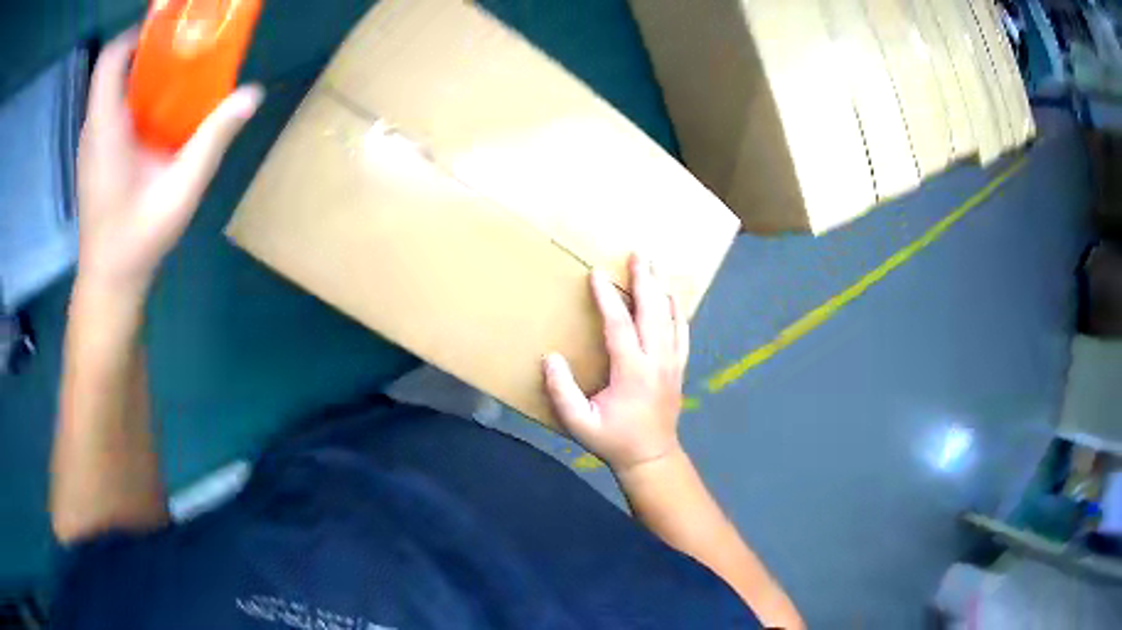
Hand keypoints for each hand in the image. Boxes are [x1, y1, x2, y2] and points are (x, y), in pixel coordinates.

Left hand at [76, 28, 262, 298]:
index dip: (136, 34)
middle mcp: (93, 128)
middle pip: (112, 68)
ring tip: (171, 76)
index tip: (167, 29)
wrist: (108, 281)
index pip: (110, 61)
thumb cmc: (137, 239)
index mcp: (105, 129)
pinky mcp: (93, 155)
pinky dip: (131, 96)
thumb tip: (252, 94)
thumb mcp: (181, 190)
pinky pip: (109, 108)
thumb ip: (213, 139)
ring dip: (138, 71)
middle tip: (179, 48)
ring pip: (110, 88)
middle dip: (145, 48)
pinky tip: (153, 114)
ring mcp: (90, 143)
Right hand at [544, 254, 688, 472]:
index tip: (597, 274)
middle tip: (638, 255)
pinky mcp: (679, 367)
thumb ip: (562, 392)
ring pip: (671, 318)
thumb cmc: (613, 440)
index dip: (607, 298)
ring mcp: (672, 363)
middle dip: (644, 281)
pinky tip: (673, 296)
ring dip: (661, 289)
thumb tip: (551, 358)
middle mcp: (657, 361)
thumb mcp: (579, 423)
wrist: (651, 456)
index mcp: (632, 372)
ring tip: (654, 266)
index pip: (619, 325)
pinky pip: (683, 332)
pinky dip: (678, 311)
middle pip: (653, 312)